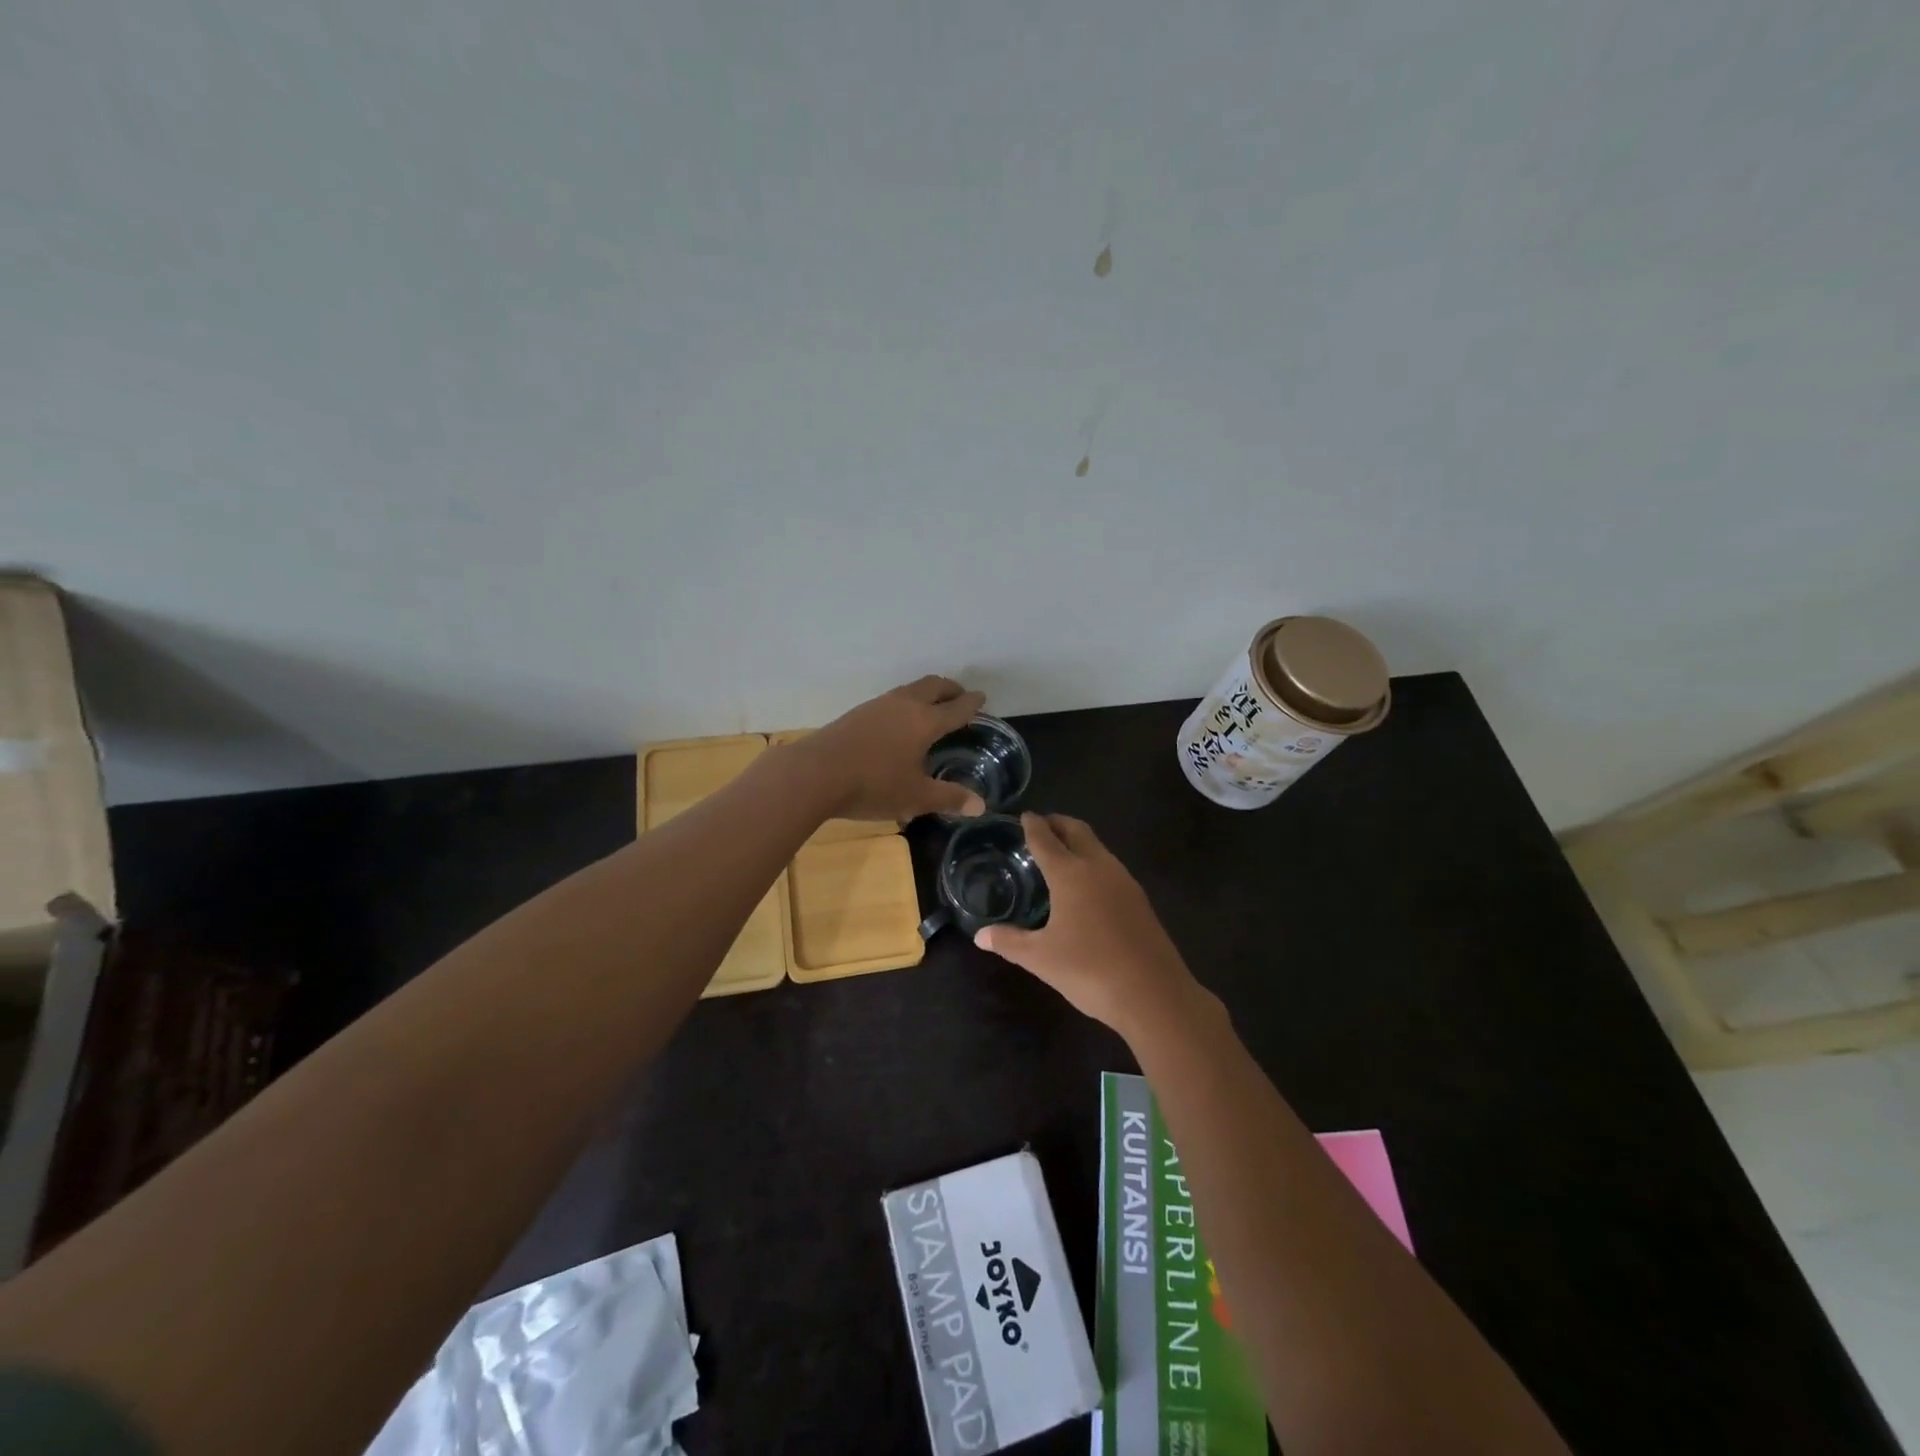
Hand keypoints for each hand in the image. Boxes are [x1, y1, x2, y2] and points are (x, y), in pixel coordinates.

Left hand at [792, 675, 988, 821]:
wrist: (814, 773)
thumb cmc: (873, 785)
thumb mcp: (915, 797)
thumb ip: (949, 798)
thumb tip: (980, 806)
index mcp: (925, 721)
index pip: (956, 707)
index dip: (972, 703)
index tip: (982, 698)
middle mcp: (904, 705)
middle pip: (934, 686)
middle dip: (951, 689)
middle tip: (961, 696)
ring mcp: (878, 705)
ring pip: (910, 689)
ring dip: (927, 693)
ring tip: (932, 706)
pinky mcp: (857, 713)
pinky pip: (892, 700)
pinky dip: (906, 703)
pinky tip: (898, 721)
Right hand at [974, 813, 1214, 1039]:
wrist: (1154, 994)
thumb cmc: (1089, 969)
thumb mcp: (1041, 958)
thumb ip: (1009, 942)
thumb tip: (980, 935)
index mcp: (1070, 873)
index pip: (1046, 839)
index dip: (1033, 825)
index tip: (1025, 815)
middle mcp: (1098, 867)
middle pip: (1077, 831)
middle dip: (1059, 823)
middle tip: (1042, 824)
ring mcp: (1124, 881)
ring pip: (1098, 847)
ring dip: (1079, 841)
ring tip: (1062, 851)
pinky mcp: (1140, 900)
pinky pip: (1111, 867)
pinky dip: (1094, 861)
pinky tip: (1088, 884)